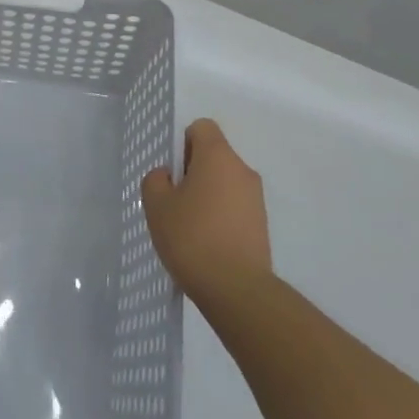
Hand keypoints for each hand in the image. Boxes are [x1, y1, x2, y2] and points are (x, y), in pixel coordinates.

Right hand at [140, 118, 271, 308]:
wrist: (237, 290)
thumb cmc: (192, 238)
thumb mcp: (157, 206)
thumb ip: (156, 181)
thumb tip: (167, 176)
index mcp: (218, 155)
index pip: (202, 127)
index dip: (183, 143)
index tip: (173, 173)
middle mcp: (242, 169)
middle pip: (214, 156)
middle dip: (193, 172)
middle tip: (175, 202)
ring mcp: (256, 198)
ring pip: (225, 183)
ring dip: (208, 196)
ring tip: (190, 228)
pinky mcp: (263, 225)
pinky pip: (236, 207)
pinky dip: (221, 217)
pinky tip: (207, 245)